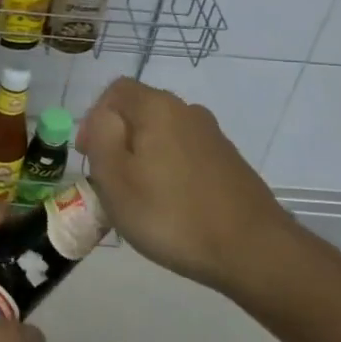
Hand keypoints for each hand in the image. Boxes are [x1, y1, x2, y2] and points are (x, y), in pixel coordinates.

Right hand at [78, 77, 296, 291]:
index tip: (88, 157)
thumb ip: (101, 136)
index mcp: (158, 107)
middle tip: (109, 182)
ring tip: (138, 200)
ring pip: (163, 137)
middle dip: (118, 141)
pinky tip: (170, 207)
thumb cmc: (171, 213)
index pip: (115, 91)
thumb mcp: (115, 177)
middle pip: (140, 113)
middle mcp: (188, 112)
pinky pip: (185, 156)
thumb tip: (104, 118)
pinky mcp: (229, 163)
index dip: (93, 119)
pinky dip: (169, 173)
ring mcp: (213, 138)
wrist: (252, 250)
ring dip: (143, 159)